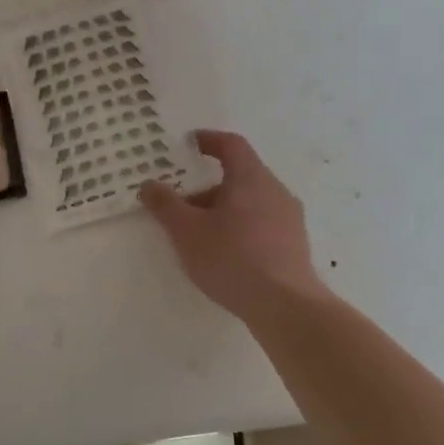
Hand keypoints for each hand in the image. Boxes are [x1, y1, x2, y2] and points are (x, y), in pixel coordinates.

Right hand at [139, 130, 327, 320]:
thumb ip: (165, 205)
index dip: (209, 140)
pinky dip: (241, 228)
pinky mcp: (295, 245)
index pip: (231, 145)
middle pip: (240, 176)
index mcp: (251, 178)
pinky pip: (263, 224)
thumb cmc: (232, 258)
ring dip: (225, 209)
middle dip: (209, 186)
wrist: (284, 304)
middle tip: (183, 203)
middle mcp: (276, 191)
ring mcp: (290, 219)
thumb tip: (149, 184)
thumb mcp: (187, 231)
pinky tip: (226, 254)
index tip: (191, 143)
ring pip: (252, 202)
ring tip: (200, 234)